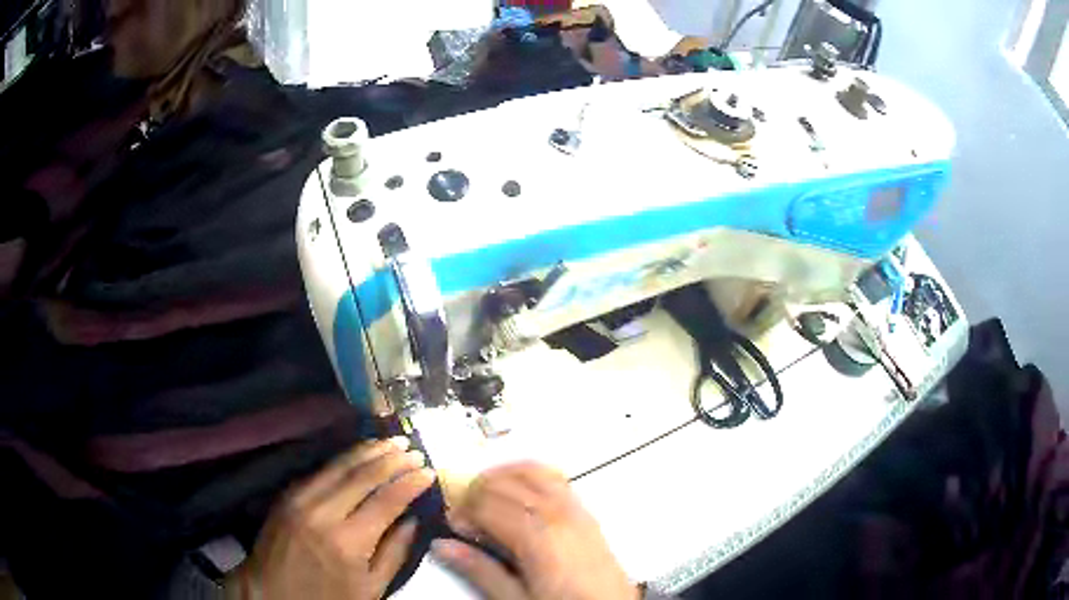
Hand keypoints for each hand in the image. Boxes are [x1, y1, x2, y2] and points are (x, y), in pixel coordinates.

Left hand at [228, 438, 434, 599]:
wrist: (272, 594)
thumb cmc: (328, 598)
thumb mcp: (370, 589)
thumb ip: (394, 553)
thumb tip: (413, 520)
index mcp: (349, 541)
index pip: (387, 500)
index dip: (410, 483)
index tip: (429, 471)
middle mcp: (324, 513)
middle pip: (363, 475)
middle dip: (392, 459)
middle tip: (413, 449)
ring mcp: (301, 500)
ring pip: (339, 466)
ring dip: (367, 451)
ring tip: (390, 441)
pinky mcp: (287, 495)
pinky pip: (319, 471)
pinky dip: (342, 460)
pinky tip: (357, 454)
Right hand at [432, 463, 637, 599]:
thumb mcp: (517, 599)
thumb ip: (480, 570)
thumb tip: (443, 546)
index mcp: (537, 536)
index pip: (487, 504)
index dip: (463, 511)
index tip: (453, 526)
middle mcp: (557, 513)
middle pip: (504, 483)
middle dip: (476, 492)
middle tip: (465, 516)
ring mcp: (575, 508)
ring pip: (530, 471)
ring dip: (502, 477)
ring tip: (486, 499)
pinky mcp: (586, 512)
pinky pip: (554, 477)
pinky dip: (529, 475)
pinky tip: (518, 493)